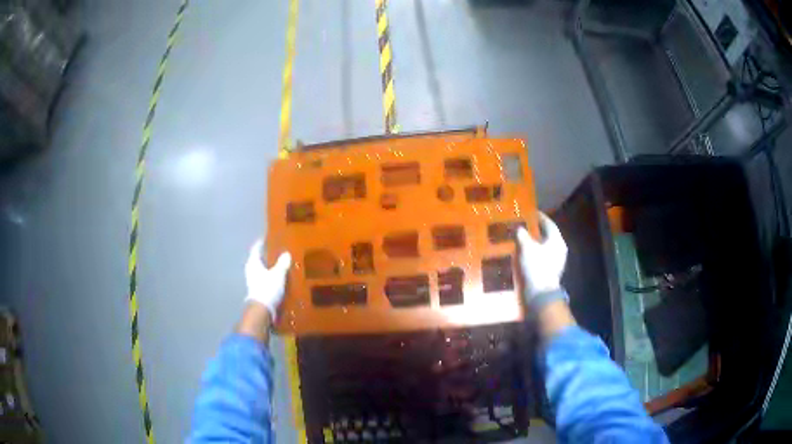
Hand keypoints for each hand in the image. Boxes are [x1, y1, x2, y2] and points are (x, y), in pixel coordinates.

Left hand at [244, 239, 291, 321]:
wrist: (262, 310)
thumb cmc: (268, 288)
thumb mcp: (278, 274)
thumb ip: (282, 263)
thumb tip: (286, 254)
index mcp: (253, 262)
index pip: (257, 248)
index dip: (263, 242)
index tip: (270, 237)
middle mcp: (251, 269)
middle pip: (259, 259)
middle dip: (268, 255)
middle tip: (279, 250)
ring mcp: (253, 280)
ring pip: (262, 269)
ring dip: (270, 267)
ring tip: (281, 264)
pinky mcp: (257, 289)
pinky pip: (265, 278)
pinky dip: (271, 276)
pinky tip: (279, 277)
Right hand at [516, 212, 567, 303]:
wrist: (540, 293)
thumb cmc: (536, 267)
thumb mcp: (526, 247)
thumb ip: (522, 235)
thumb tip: (519, 228)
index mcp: (557, 241)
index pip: (549, 224)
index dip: (540, 217)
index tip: (531, 212)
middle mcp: (558, 249)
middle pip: (547, 236)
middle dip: (535, 230)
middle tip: (523, 224)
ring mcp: (555, 262)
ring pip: (543, 247)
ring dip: (532, 242)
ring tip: (520, 239)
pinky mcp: (548, 271)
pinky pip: (540, 257)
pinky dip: (532, 253)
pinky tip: (522, 254)